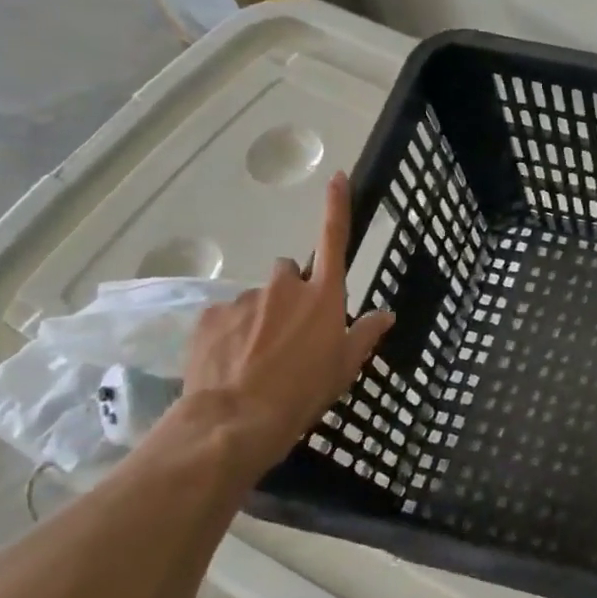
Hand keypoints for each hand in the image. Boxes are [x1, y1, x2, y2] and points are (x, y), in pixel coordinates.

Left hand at [177, 171, 394, 472]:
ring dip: (260, 317)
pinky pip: (226, 317)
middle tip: (289, 331)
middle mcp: (285, 287)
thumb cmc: (304, 392)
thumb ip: (365, 334)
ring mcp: (244, 299)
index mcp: (323, 297)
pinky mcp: (210, 316)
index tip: (336, 177)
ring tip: (257, 357)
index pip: (333, 240)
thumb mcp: (345, 367)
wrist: (237, 419)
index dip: (337, 207)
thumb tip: (386, 314)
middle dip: (290, 292)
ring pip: (257, 299)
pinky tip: (231, 362)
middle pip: (289, 272)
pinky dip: (231, 333)